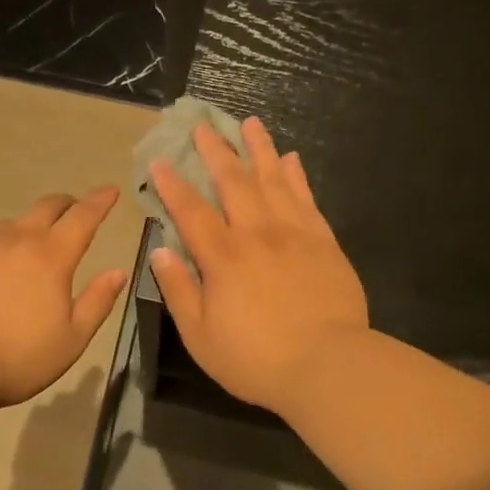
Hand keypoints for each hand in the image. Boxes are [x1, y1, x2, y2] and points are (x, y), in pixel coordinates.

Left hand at [0, 187, 130, 406]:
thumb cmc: (19, 355)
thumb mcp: (72, 338)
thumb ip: (98, 302)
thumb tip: (118, 272)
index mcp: (52, 256)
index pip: (82, 217)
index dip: (99, 202)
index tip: (110, 190)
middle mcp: (18, 240)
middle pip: (46, 207)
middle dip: (66, 204)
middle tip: (74, 209)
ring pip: (13, 223)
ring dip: (29, 226)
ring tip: (31, 245)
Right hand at [148, 118, 368, 414]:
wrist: (330, 367)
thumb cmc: (256, 358)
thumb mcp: (200, 336)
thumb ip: (178, 289)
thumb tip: (160, 250)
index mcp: (223, 256)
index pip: (191, 210)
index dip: (172, 184)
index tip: (159, 160)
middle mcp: (257, 233)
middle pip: (233, 181)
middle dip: (215, 151)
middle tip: (203, 125)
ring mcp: (294, 233)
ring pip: (273, 179)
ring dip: (259, 149)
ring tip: (250, 123)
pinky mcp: (324, 242)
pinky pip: (307, 198)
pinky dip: (296, 175)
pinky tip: (291, 158)